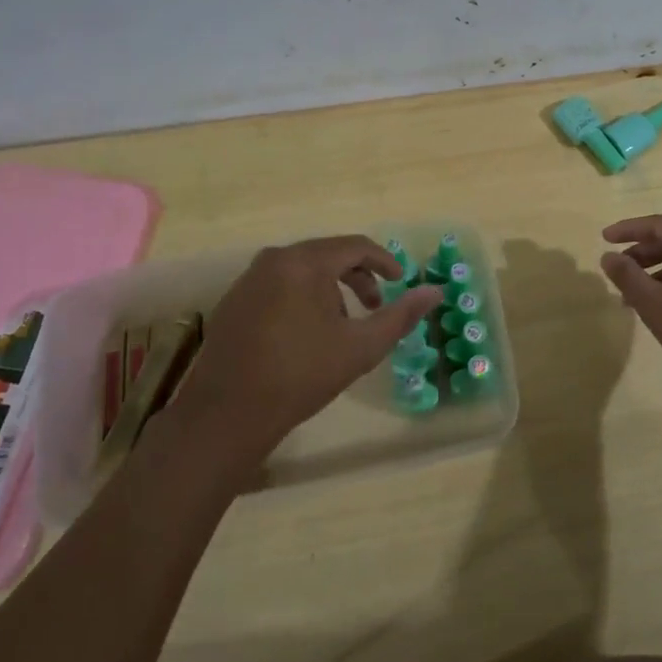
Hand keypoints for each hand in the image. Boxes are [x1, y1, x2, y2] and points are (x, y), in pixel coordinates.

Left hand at [174, 236, 441, 460]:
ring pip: (302, 270)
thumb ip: (401, 315)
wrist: (226, 415)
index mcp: (305, 263)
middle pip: (327, 255)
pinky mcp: (233, 301)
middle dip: (357, 277)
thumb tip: (435, 292)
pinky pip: (279, 284)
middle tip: (375, 304)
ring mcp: (248, 280)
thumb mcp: (361, 347)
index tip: (401, 281)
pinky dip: (302, 297)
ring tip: (341, 325)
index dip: (384, 261)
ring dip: (330, 288)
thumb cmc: (301, 375)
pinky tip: (307, 333)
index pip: (355, 246)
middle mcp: (273, 260)